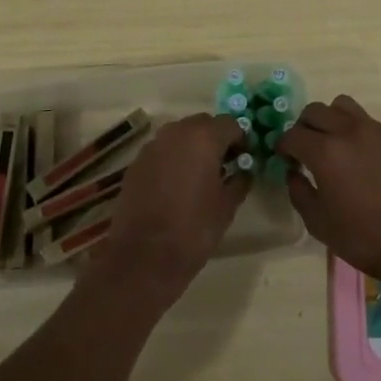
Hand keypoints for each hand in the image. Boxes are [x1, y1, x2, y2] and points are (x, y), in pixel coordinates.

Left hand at [89, 114, 247, 307]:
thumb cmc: (194, 229)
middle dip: (216, 138)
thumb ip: (239, 181)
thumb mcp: (227, 206)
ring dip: (193, 146)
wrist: (144, 256)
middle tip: (224, 165)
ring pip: (180, 134)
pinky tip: (176, 185)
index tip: (244, 160)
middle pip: (203, 123)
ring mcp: (152, 146)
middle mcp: (176, 133)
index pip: (230, 124)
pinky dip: (173, 158)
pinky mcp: (136, 163)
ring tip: (199, 174)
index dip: (241, 139)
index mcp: (203, 138)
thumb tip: (244, 171)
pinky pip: (162, 150)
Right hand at [279, 95, 380, 295]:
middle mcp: (349, 131)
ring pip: (343, 106)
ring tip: (334, 144)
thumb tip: (294, 172)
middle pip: (315, 111)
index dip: (284, 147)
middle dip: (303, 128)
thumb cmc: (363, 238)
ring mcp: (377, 131)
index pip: (293, 135)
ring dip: (330, 120)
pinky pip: (369, 122)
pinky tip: (363, 159)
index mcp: (326, 152)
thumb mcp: (318, 223)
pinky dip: (356, 132)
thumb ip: (298, 191)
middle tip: (306, 150)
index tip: (286, 159)